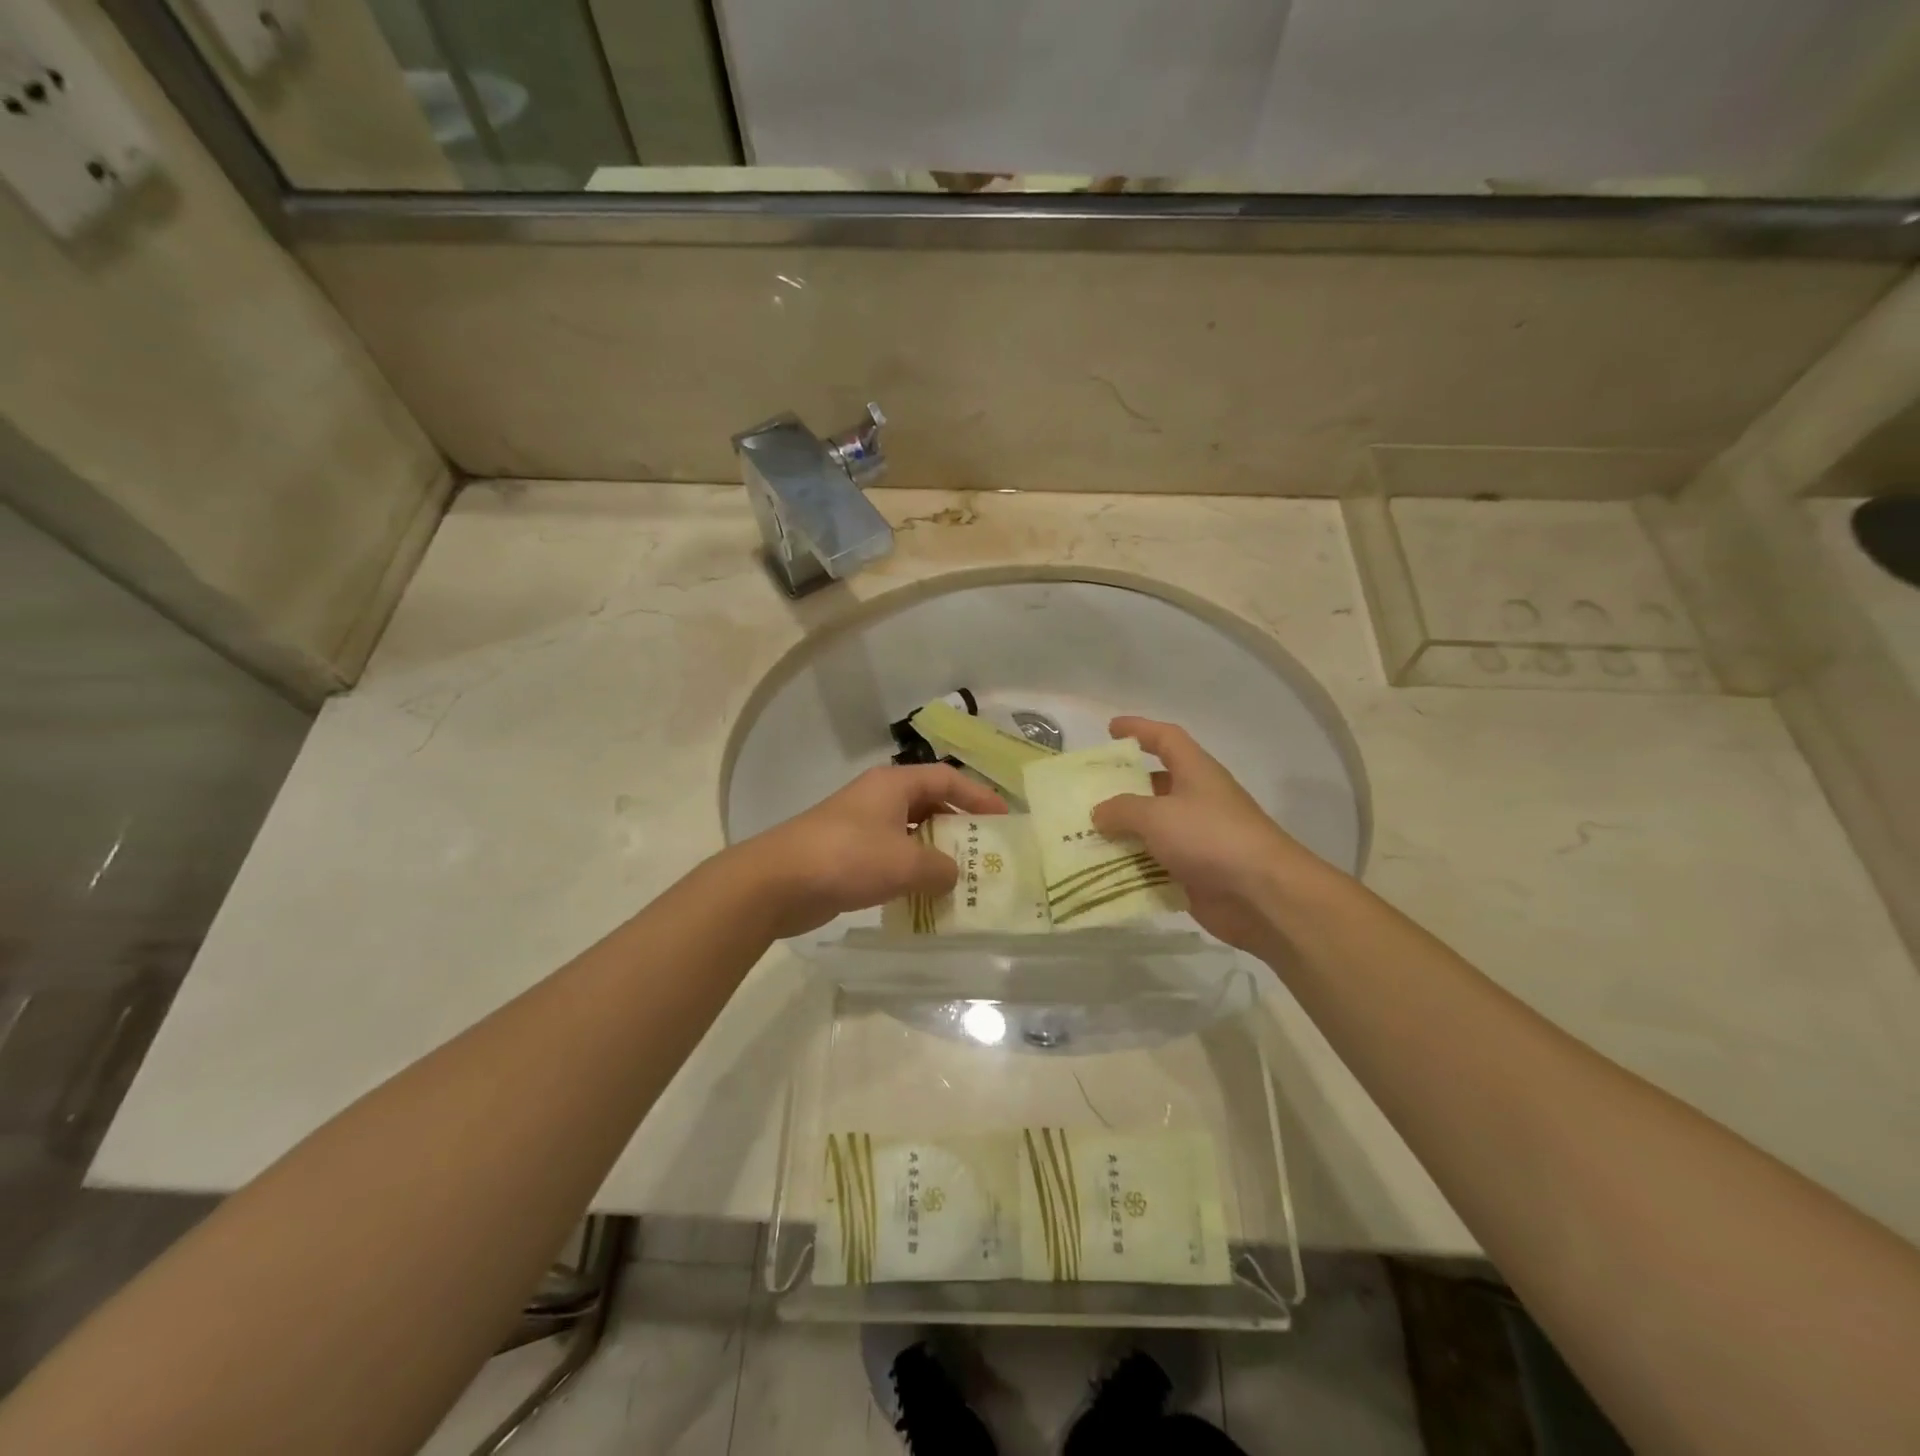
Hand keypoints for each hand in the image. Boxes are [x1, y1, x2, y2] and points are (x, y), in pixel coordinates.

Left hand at [736, 765, 1006, 937]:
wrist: (777, 882)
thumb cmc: (847, 858)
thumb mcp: (904, 863)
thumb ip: (939, 868)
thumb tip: (953, 874)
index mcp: (893, 785)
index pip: (946, 778)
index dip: (978, 795)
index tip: (1003, 819)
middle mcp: (878, 799)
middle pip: (929, 804)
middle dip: (958, 826)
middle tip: (986, 853)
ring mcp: (860, 827)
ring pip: (910, 834)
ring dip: (935, 854)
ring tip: (962, 879)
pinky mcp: (846, 856)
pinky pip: (891, 858)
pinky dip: (911, 873)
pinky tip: (925, 897)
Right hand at [1091, 716, 1334, 952]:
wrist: (1261, 894)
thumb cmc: (1210, 837)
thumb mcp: (1156, 815)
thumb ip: (1122, 810)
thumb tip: (1099, 812)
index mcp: (1195, 772)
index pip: (1166, 738)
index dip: (1139, 729)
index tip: (1110, 729)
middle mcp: (1196, 800)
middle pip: (1154, 786)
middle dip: (1121, 789)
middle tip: (1085, 794)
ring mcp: (1196, 838)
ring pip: (1151, 829)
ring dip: (1121, 833)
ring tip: (1082, 836)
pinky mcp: (1193, 872)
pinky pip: (1154, 864)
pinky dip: (1131, 867)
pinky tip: (1100, 872)